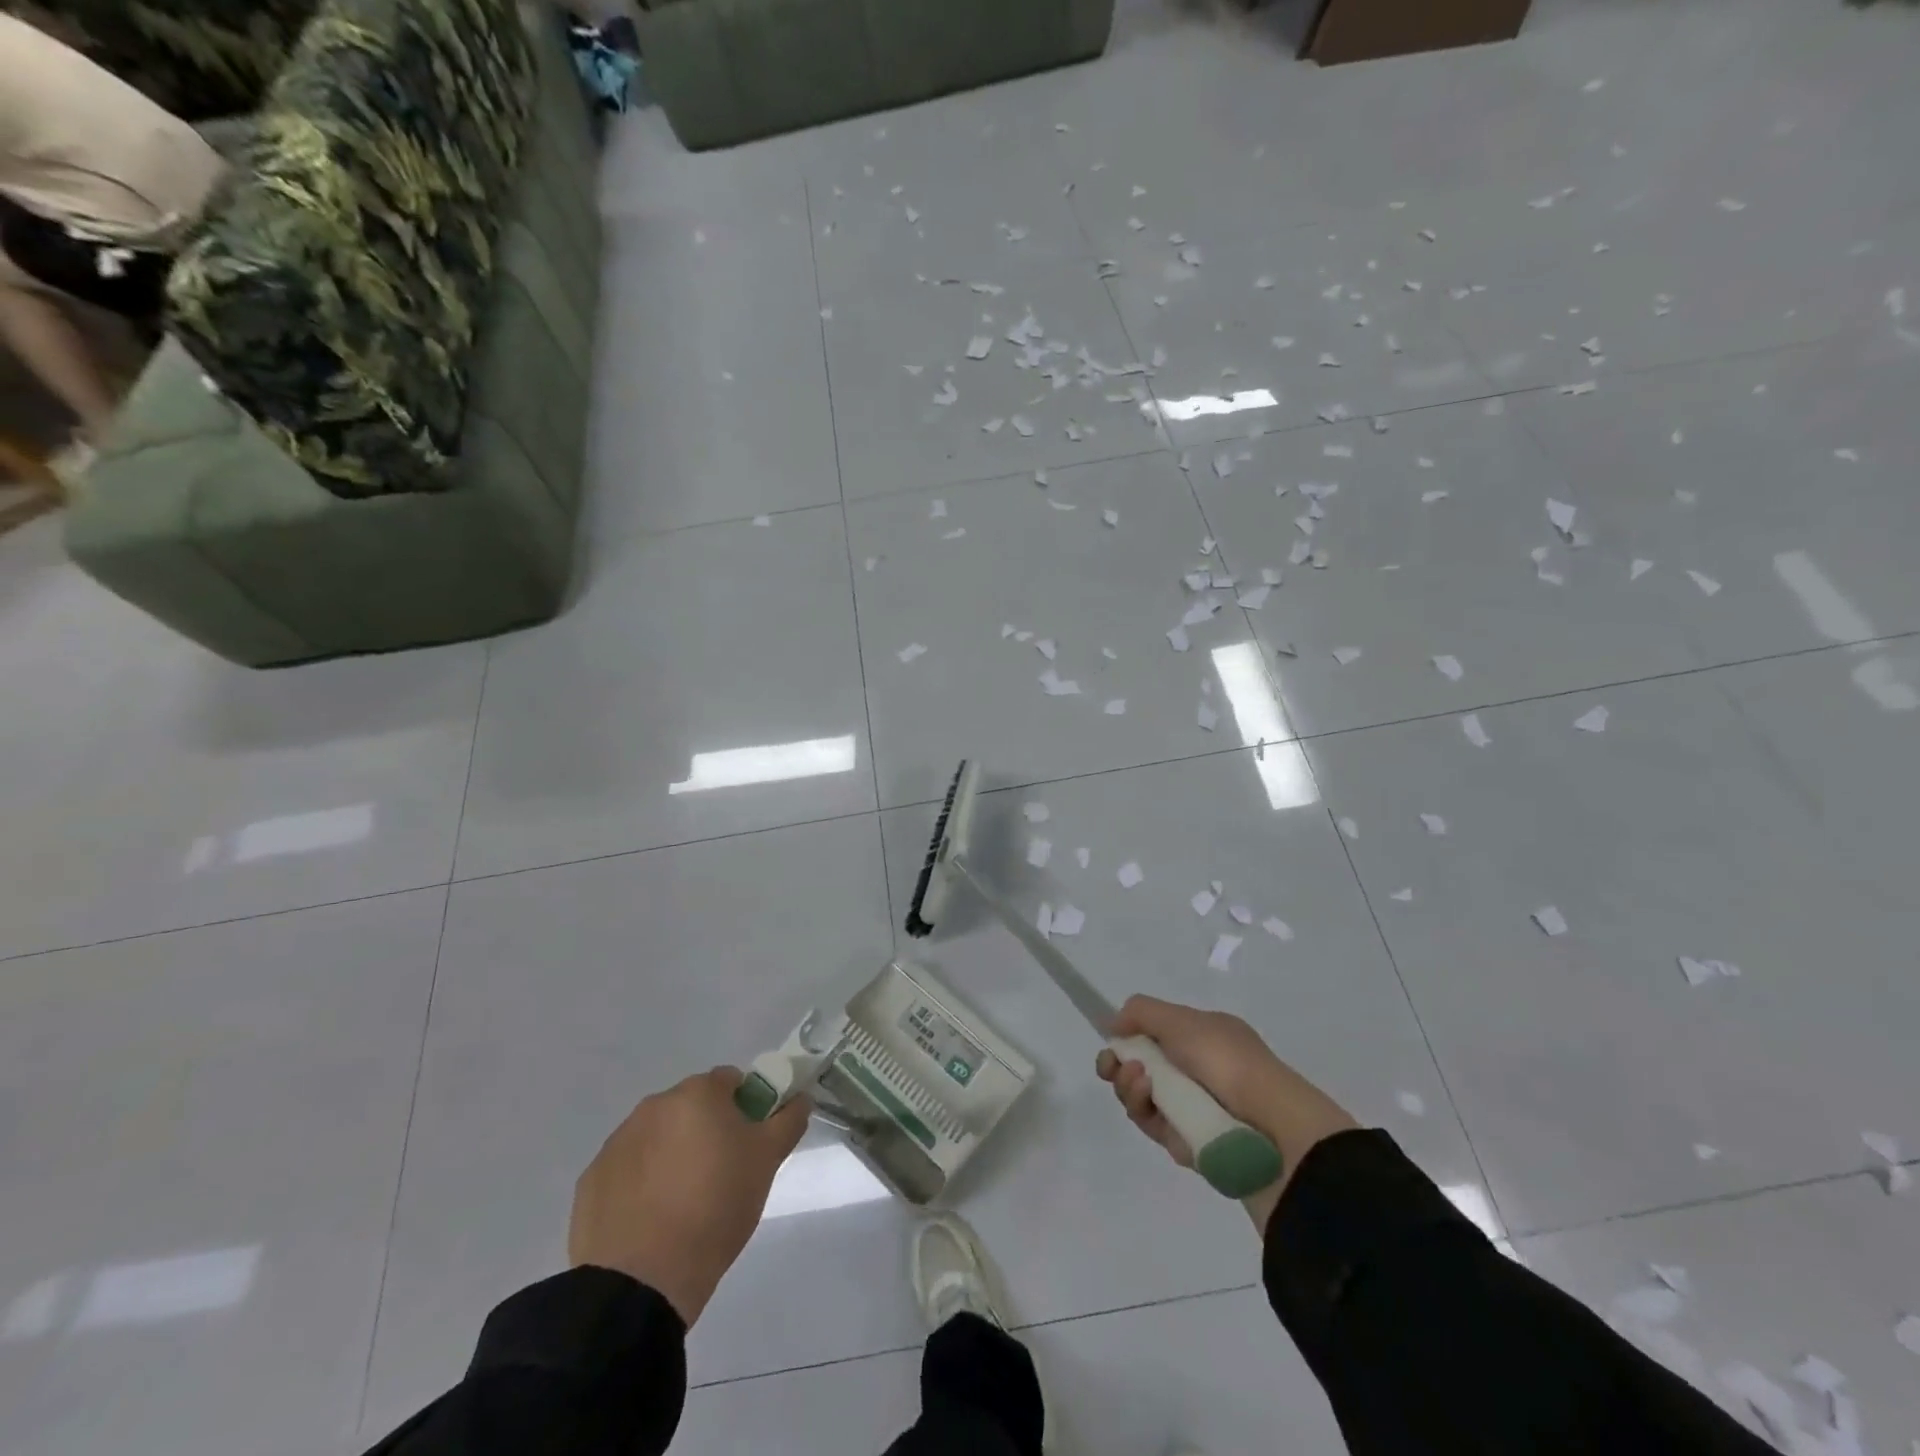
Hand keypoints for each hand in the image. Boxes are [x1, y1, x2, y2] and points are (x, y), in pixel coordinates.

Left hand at [569, 1068, 808, 1325]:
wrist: (640, 1282)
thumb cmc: (715, 1208)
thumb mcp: (767, 1162)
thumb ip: (788, 1121)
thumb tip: (799, 1098)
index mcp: (697, 1093)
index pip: (731, 1081)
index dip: (746, 1106)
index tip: (750, 1142)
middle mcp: (654, 1105)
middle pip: (692, 1107)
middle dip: (707, 1130)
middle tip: (722, 1174)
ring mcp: (618, 1141)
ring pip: (659, 1136)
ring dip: (673, 1154)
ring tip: (684, 1203)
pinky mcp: (592, 1179)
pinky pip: (629, 1168)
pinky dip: (642, 1183)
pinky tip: (652, 1219)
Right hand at [1096, 995, 1358, 1229]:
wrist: (1270, 1126)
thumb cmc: (1226, 1061)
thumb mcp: (1181, 1020)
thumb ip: (1141, 1012)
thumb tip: (1115, 1025)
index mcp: (1203, 1038)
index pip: (1155, 1034)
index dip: (1127, 1038)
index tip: (1110, 1042)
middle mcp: (1197, 1070)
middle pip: (1141, 1068)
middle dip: (1119, 1066)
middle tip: (1112, 1067)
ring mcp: (1194, 1108)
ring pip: (1143, 1098)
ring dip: (1130, 1087)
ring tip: (1141, 1082)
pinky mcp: (1190, 1144)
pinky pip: (1156, 1127)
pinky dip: (1147, 1114)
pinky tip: (1153, 1104)